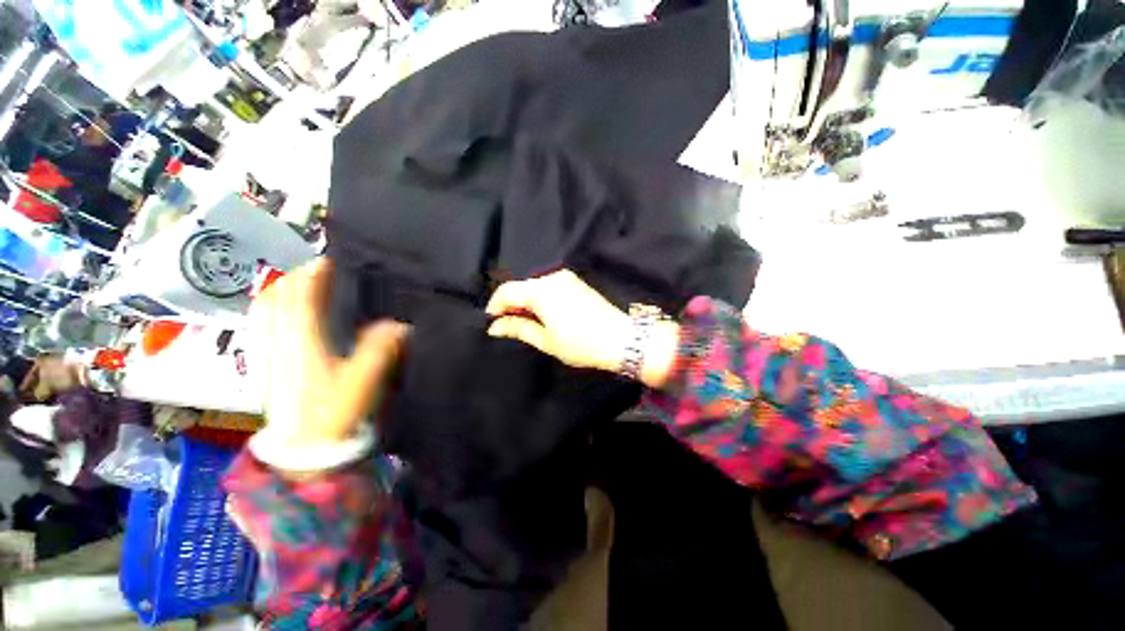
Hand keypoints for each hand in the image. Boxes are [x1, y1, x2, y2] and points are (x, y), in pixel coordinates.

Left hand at [250, 258, 408, 447]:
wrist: (303, 452)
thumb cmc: (332, 414)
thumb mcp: (363, 381)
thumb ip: (381, 349)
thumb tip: (401, 324)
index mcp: (300, 341)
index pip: (300, 295)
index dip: (315, 273)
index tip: (336, 260)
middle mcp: (278, 340)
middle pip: (277, 295)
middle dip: (298, 277)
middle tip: (326, 271)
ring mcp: (267, 352)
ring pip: (265, 308)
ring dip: (285, 290)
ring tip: (310, 286)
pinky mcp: (266, 364)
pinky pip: (264, 324)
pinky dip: (275, 309)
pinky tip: (293, 313)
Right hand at [486, 270, 678, 387]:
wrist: (620, 338)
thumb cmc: (580, 343)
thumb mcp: (546, 340)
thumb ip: (519, 328)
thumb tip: (495, 326)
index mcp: (541, 291)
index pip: (507, 291)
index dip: (495, 306)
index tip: (492, 322)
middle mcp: (552, 278)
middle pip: (521, 287)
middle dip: (511, 304)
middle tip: (508, 325)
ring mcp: (566, 278)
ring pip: (535, 287)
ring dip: (526, 302)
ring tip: (526, 322)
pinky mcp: (576, 282)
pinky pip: (549, 287)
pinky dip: (541, 299)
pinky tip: (543, 314)